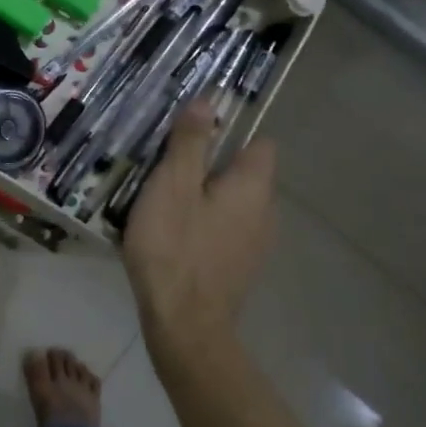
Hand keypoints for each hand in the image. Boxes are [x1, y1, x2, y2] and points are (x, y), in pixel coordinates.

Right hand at [123, 100, 277, 363]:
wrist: (184, 324)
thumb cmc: (174, 247)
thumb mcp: (172, 186)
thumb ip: (190, 143)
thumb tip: (208, 102)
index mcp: (253, 186)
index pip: (259, 143)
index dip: (229, 132)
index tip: (191, 134)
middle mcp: (265, 212)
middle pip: (242, 174)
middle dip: (209, 165)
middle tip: (164, 166)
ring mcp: (255, 244)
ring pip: (232, 205)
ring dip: (204, 197)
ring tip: (161, 201)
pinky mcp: (239, 268)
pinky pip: (224, 231)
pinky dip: (203, 226)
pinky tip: (172, 237)